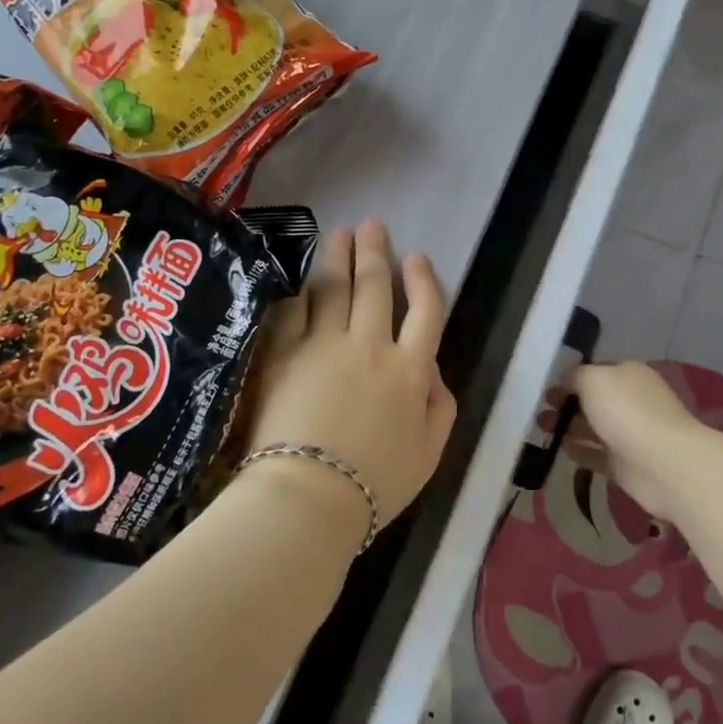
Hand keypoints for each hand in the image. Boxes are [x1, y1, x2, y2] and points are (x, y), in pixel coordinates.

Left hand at [243, 220, 455, 530]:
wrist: (309, 498)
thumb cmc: (376, 482)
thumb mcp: (430, 452)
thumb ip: (440, 406)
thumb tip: (434, 372)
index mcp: (409, 369)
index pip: (424, 311)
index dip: (422, 280)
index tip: (416, 257)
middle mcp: (369, 345)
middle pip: (375, 287)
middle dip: (375, 252)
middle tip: (372, 225)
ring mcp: (322, 346)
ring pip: (332, 289)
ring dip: (337, 257)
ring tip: (339, 234)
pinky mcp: (282, 355)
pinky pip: (292, 313)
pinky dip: (299, 294)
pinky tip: (301, 282)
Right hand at [553, 361, 711, 528]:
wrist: (665, 464)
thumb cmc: (628, 412)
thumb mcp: (594, 379)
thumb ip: (575, 376)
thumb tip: (566, 381)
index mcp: (628, 375)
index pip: (594, 372)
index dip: (569, 380)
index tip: (546, 391)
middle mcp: (630, 401)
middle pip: (592, 401)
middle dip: (565, 405)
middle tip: (540, 413)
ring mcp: (629, 434)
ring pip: (592, 428)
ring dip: (568, 428)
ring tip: (542, 430)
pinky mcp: (626, 465)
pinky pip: (597, 455)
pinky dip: (580, 451)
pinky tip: (561, 450)